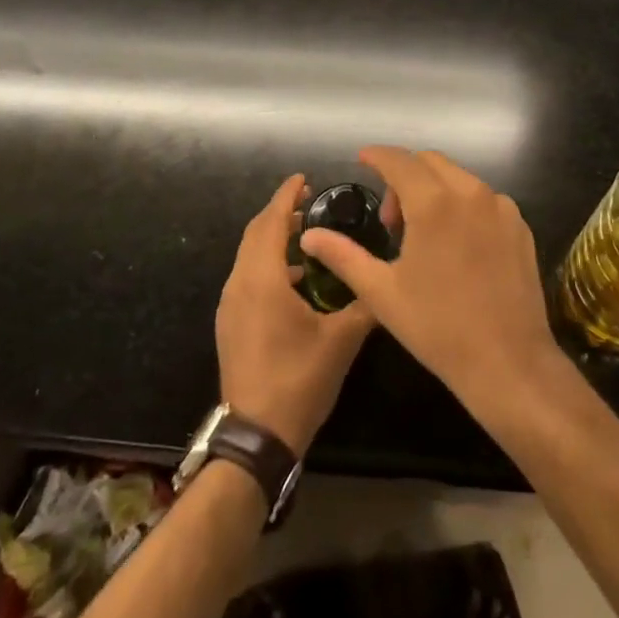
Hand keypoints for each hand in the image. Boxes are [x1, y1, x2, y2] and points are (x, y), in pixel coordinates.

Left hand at [216, 175, 374, 453]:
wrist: (255, 438)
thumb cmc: (298, 381)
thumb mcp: (341, 341)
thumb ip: (365, 304)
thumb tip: (388, 283)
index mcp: (262, 279)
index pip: (272, 222)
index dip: (287, 196)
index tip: (304, 179)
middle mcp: (240, 284)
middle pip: (256, 233)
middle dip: (281, 213)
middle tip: (311, 203)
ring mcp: (230, 305)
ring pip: (250, 255)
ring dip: (274, 239)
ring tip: (308, 237)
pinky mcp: (230, 323)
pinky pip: (247, 276)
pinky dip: (268, 263)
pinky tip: (296, 279)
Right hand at [299, 148, 558, 414]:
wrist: (509, 362)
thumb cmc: (438, 327)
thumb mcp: (381, 292)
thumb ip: (343, 255)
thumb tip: (310, 235)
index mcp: (433, 202)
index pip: (399, 160)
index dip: (377, 156)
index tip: (362, 159)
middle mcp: (470, 192)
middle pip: (429, 162)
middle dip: (404, 177)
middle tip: (392, 221)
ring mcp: (500, 208)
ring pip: (458, 178)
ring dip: (434, 189)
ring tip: (424, 235)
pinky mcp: (520, 226)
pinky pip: (484, 199)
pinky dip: (462, 206)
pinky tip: (457, 245)